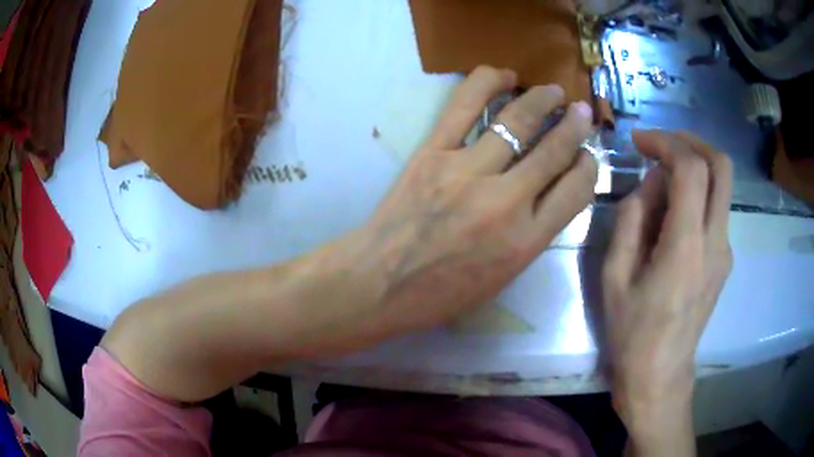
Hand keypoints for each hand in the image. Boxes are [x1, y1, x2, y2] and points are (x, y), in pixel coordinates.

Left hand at [358, 66, 597, 333]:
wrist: (379, 284)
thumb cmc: (439, 294)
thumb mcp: (501, 278)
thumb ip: (531, 237)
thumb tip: (548, 196)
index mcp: (526, 241)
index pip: (576, 190)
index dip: (589, 166)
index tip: (588, 155)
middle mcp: (506, 201)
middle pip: (554, 150)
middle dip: (575, 125)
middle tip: (582, 112)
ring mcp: (468, 171)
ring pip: (517, 120)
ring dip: (541, 99)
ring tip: (553, 90)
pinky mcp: (433, 153)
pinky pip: (464, 106)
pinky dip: (487, 83)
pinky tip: (504, 75)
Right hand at [601, 130, 732, 452]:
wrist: (660, 376)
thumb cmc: (632, 333)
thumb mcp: (615, 276)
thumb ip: (632, 219)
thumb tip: (650, 183)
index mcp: (686, 246)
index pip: (692, 168)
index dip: (666, 142)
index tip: (639, 141)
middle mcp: (716, 241)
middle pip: (722, 165)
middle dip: (691, 141)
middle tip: (662, 144)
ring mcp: (725, 250)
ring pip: (722, 185)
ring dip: (694, 167)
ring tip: (661, 183)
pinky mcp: (724, 259)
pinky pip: (716, 209)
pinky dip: (696, 194)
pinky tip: (672, 216)